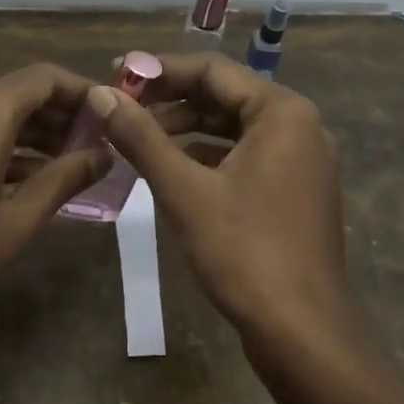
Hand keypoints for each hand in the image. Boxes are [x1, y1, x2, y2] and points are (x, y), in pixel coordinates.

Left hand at [0, 64, 111, 357]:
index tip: (113, 117)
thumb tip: (104, 155)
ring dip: (30, 131)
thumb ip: (63, 179)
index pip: (46, 78)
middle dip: (59, 115)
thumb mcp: (15, 221)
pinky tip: (25, 175)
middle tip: (97, 147)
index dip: (83, 93)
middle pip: (18, 91)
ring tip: (70, 164)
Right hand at [89, 54, 353, 342]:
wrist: (304, 334)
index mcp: (282, 111)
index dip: (159, 69)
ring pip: (234, 127)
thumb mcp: (184, 190)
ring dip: (186, 127)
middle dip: (170, 99)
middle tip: (120, 106)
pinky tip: (171, 167)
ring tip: (136, 136)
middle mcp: (299, 125)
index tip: (115, 75)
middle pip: (225, 95)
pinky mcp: (296, 190)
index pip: (212, 70)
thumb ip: (141, 137)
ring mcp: (302, 160)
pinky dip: (208, 155)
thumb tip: (100, 95)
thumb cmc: (245, 252)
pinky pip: (246, 155)